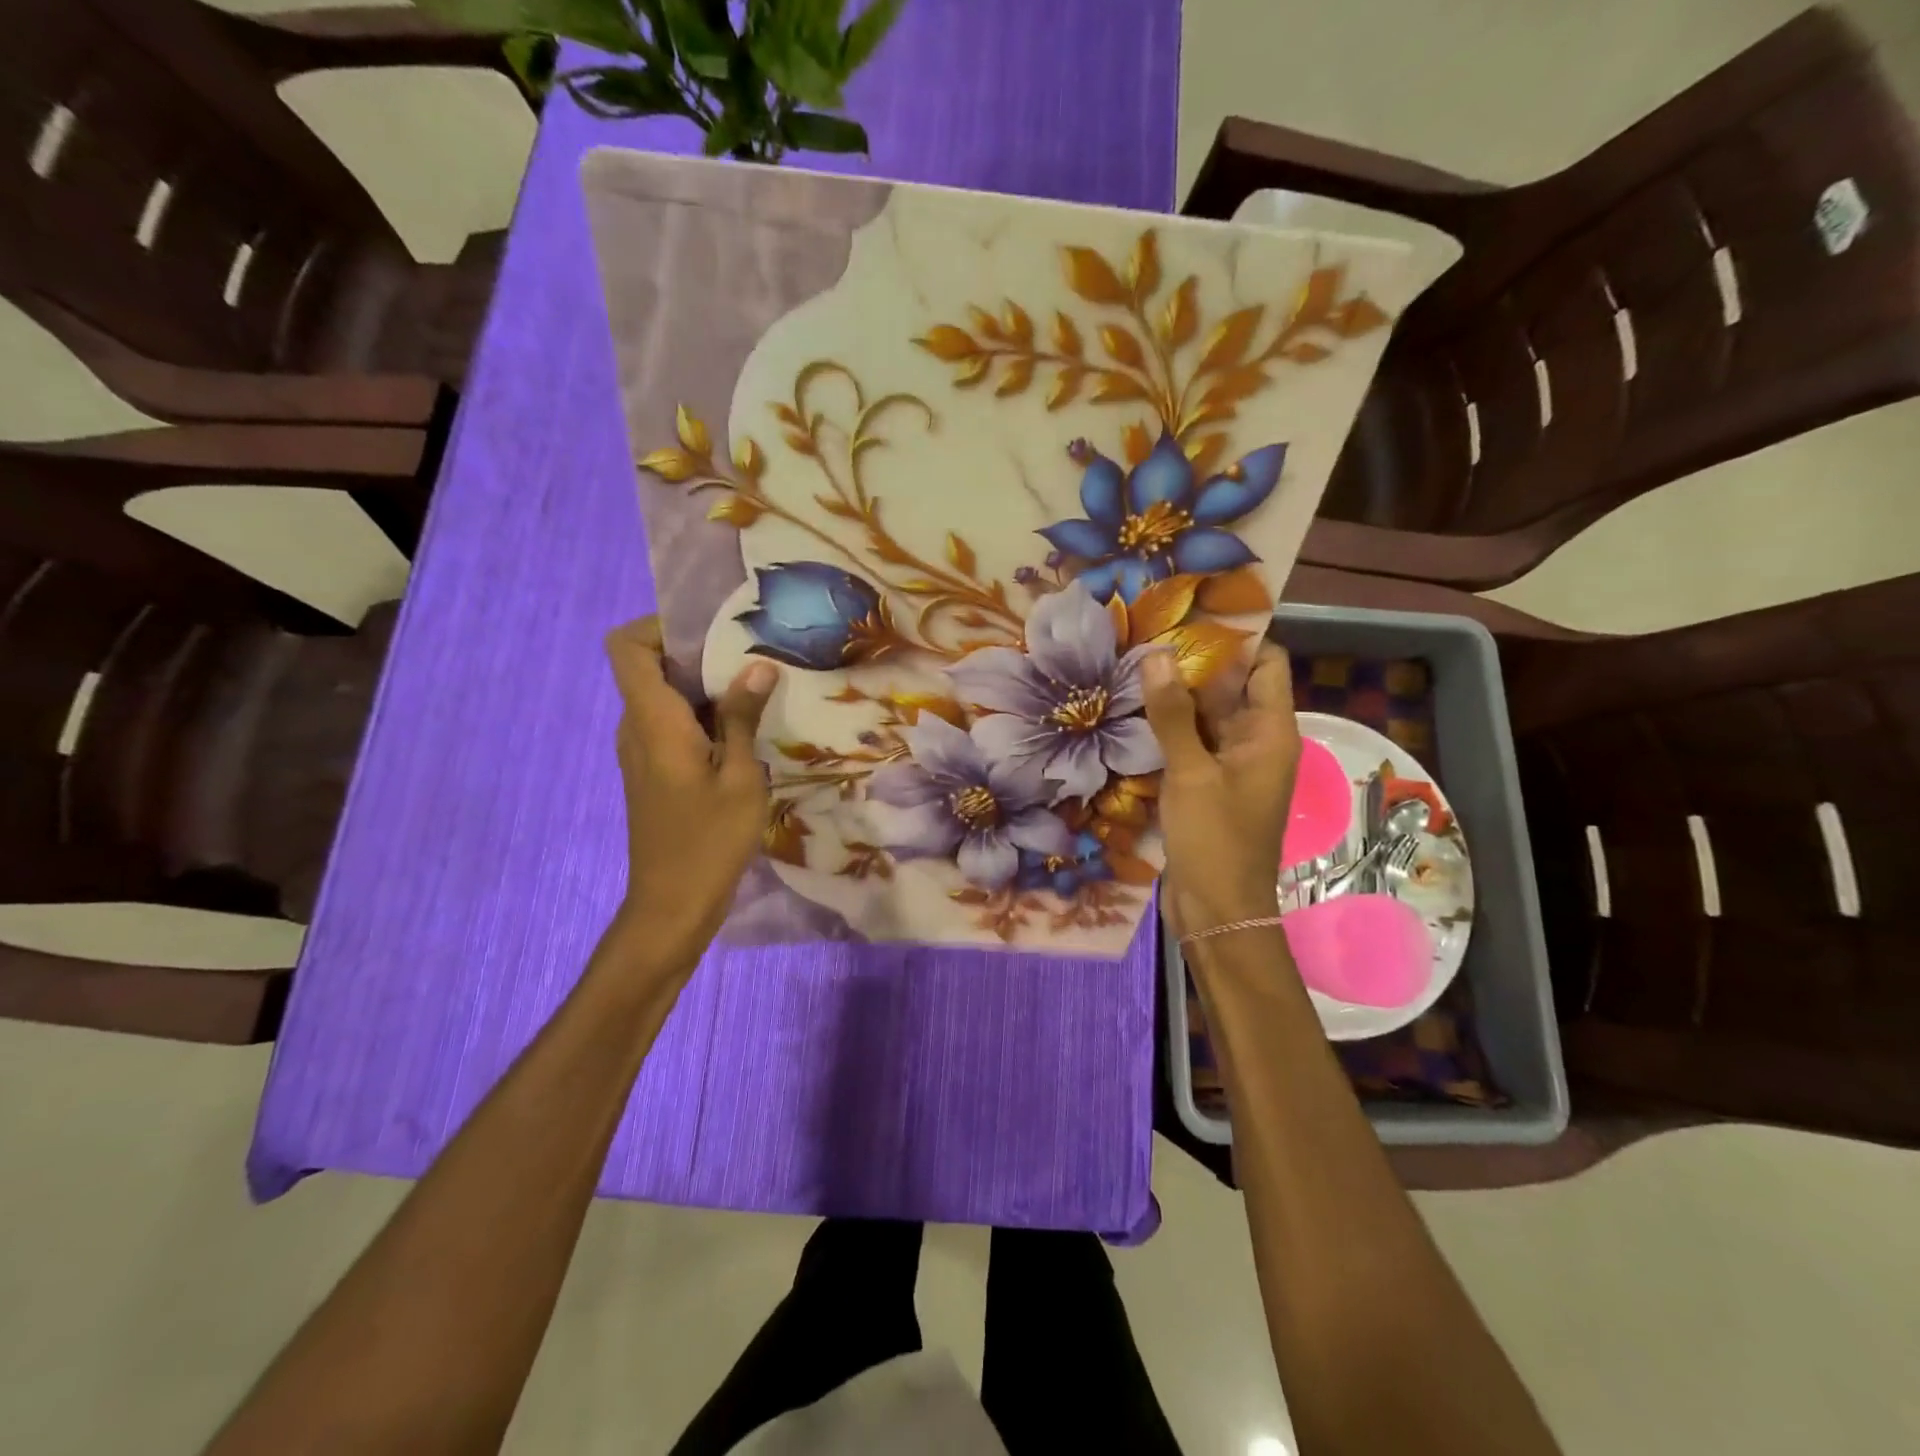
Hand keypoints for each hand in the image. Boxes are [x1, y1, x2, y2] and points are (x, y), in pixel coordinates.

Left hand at [604, 618, 778, 977]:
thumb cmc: (708, 840)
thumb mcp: (739, 776)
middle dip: (698, 655)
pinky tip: (744, 734)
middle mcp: (636, 728)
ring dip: (705, 689)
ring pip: (664, 697)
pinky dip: (702, 718)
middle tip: (752, 657)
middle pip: (650, 667)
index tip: (710, 632)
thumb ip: (742, 717)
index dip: (658, 626)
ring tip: (757, 691)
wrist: (672, 905)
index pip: (626, 647)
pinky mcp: (653, 772)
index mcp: (652, 721)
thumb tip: (757, 666)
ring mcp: (641, 752)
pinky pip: (671, 725)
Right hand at [1142, 641, 1300, 935]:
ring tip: (1134, 662)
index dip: (1239, 638)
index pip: (1266, 665)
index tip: (1194, 615)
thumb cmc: (1216, 840)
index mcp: (1270, 733)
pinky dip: (1169, 727)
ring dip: (1177, 695)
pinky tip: (1133, 711)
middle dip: (1196, 662)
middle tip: (1149, 631)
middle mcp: (1255, 742)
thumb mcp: (1191, 773)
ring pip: (1207, 716)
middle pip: (1232, 687)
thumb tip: (1159, 655)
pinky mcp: (1206, 785)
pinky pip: (1191, 743)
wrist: (1217, 910)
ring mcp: (1229, 765)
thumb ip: (1173, 715)